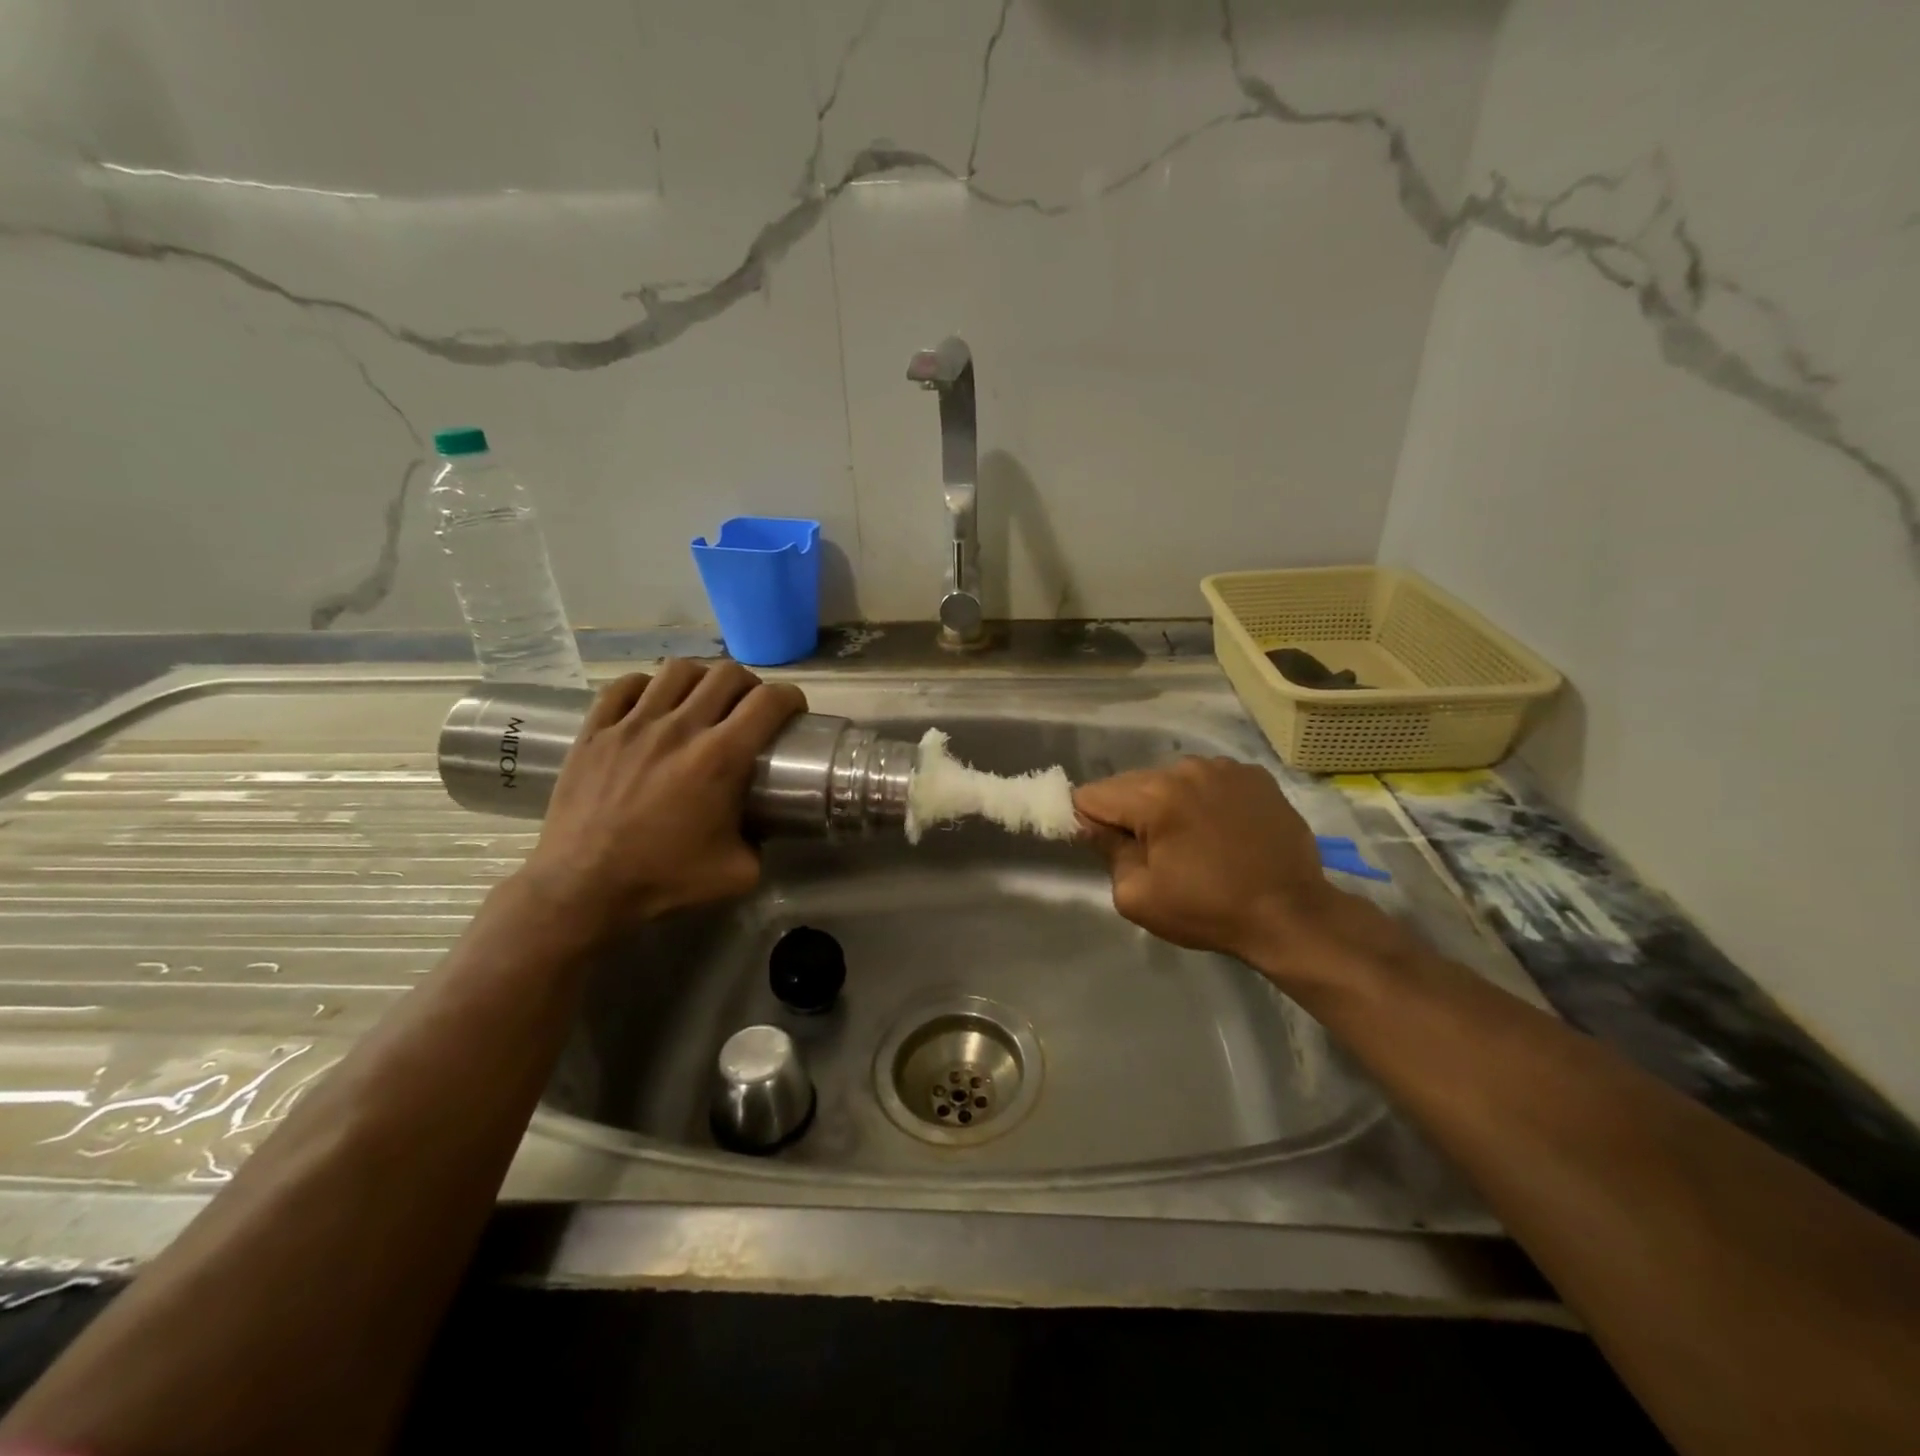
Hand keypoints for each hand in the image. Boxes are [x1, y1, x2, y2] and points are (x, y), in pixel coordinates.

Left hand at [518, 660, 805, 935]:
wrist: (583, 885)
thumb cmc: (663, 878)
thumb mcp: (738, 872)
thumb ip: (761, 842)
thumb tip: (762, 825)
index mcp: (720, 757)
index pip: (768, 702)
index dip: (790, 698)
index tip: (792, 711)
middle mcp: (680, 728)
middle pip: (727, 674)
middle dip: (750, 684)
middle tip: (749, 707)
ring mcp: (633, 724)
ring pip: (678, 670)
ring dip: (701, 679)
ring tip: (702, 699)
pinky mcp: (596, 730)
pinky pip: (625, 685)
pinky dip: (648, 686)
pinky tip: (653, 703)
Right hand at [1074, 757, 1355, 975]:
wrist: (1293, 915)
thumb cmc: (1209, 910)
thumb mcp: (1138, 897)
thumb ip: (1107, 852)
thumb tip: (1095, 826)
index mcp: (1153, 796)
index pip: (1092, 794)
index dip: (1088, 821)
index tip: (1106, 847)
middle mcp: (1185, 768)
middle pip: (1130, 783)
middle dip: (1129, 812)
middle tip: (1151, 851)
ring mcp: (1223, 768)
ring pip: (1169, 778)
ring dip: (1167, 803)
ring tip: (1190, 840)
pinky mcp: (1254, 775)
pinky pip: (1208, 779)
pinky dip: (1203, 798)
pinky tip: (1221, 829)